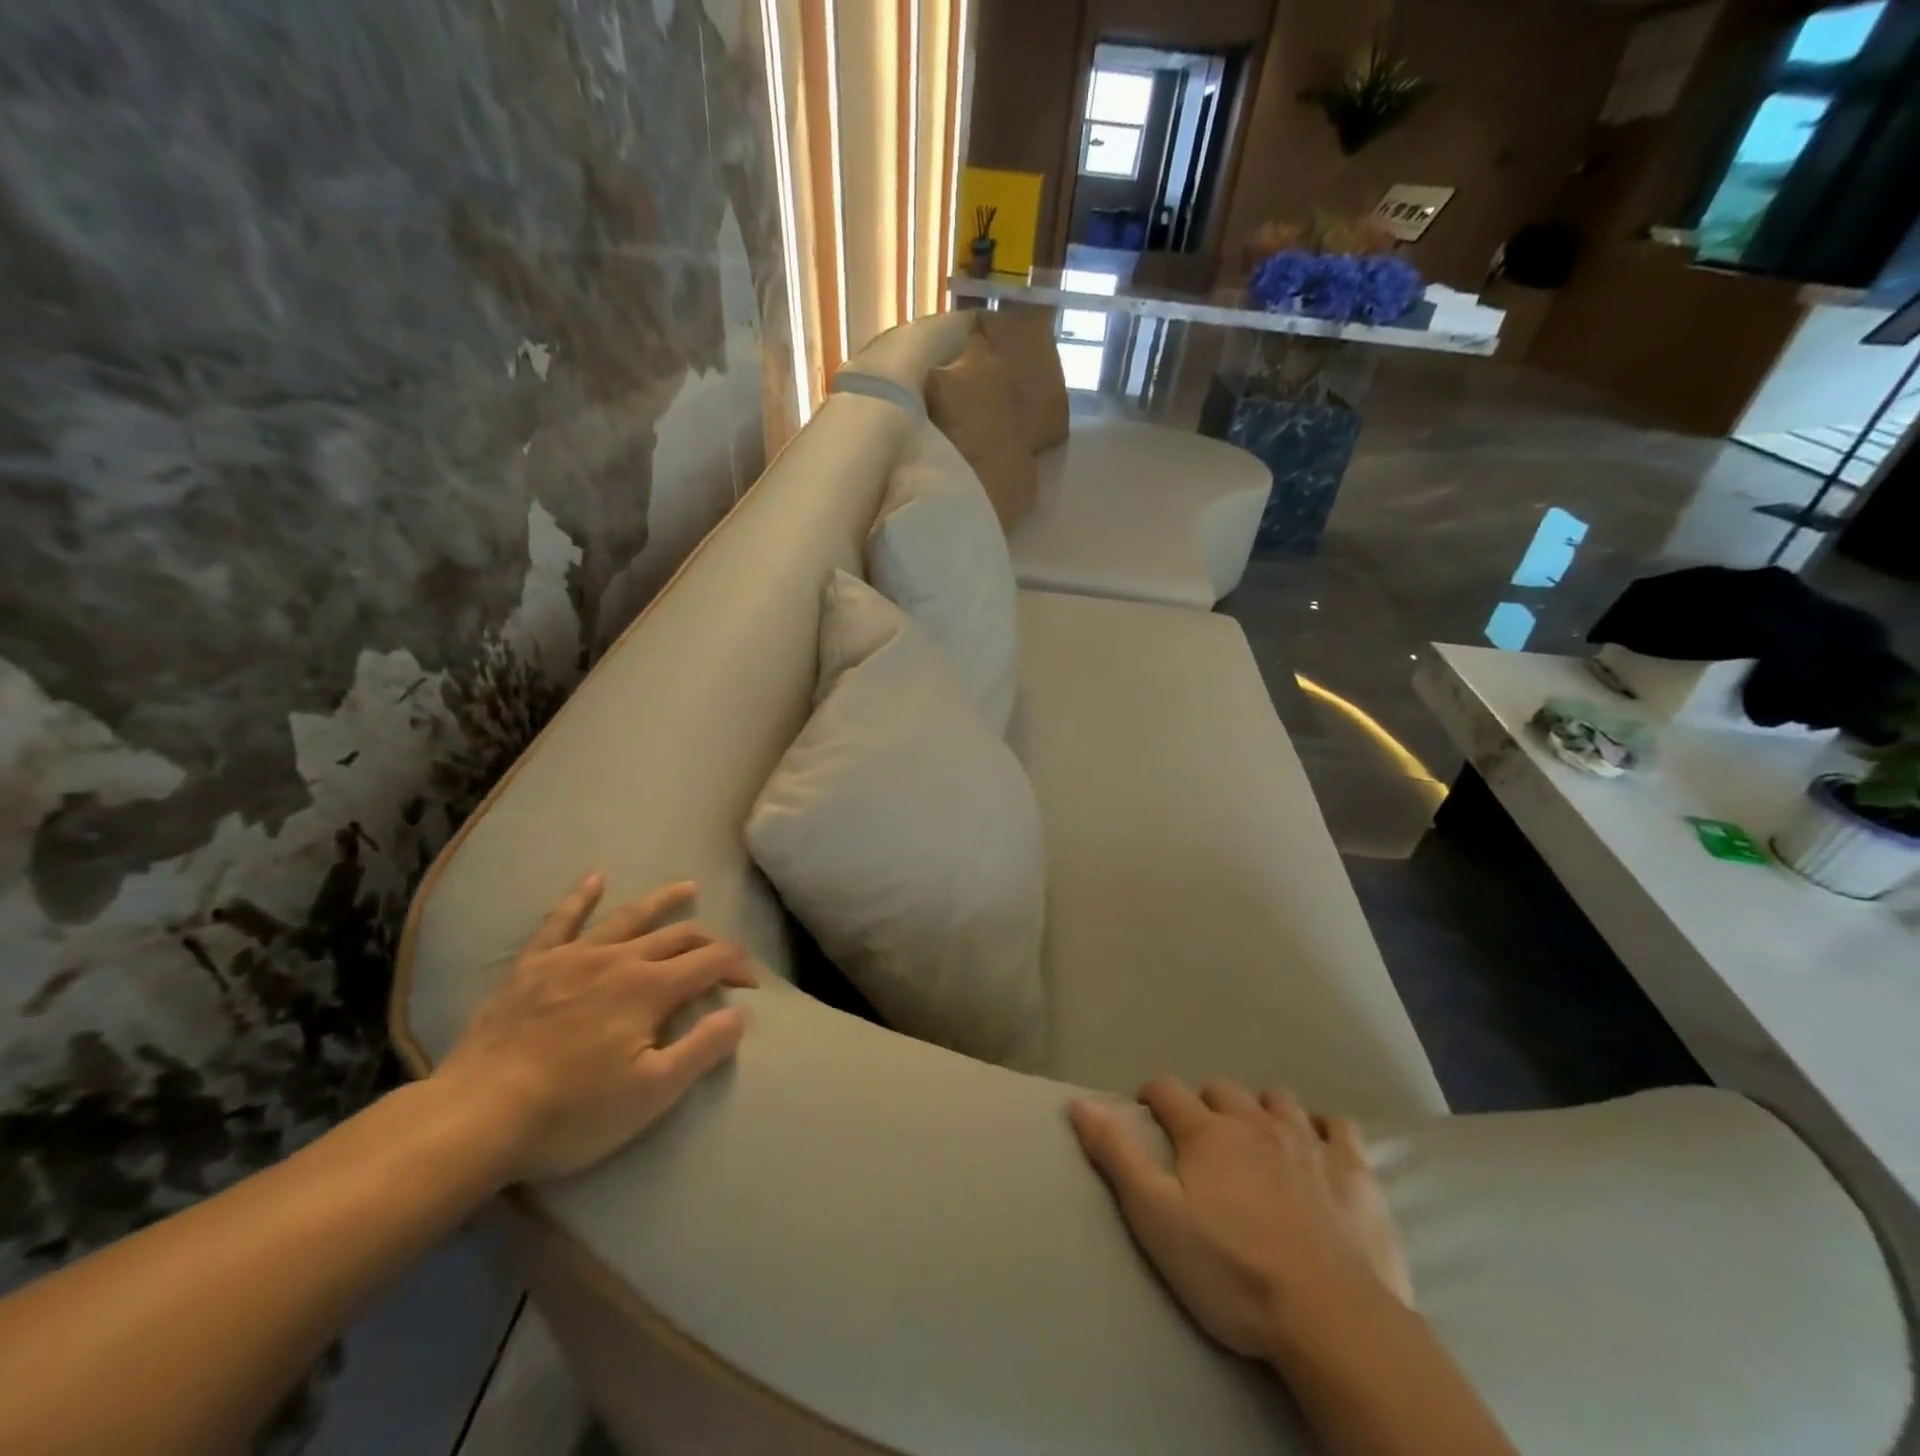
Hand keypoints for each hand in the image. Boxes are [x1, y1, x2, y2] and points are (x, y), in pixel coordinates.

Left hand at [434, 873, 758, 1182]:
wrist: (475, 1118)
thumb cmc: (572, 1112)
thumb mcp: (652, 1093)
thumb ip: (702, 1048)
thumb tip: (739, 1014)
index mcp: (650, 988)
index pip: (710, 962)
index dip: (737, 967)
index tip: (750, 986)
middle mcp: (618, 959)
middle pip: (677, 936)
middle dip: (709, 941)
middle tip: (724, 956)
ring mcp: (573, 957)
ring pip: (629, 917)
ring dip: (663, 900)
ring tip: (687, 887)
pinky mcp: (533, 966)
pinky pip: (561, 921)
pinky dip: (581, 897)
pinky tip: (596, 879)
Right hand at [1070, 1078, 1411, 1360]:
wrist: (1333, 1321)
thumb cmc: (1233, 1273)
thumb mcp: (1157, 1219)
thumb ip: (1117, 1156)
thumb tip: (1079, 1101)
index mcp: (1206, 1132)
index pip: (1167, 1089)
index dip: (1152, 1095)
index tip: (1147, 1112)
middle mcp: (1254, 1122)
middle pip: (1222, 1090)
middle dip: (1206, 1104)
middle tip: (1201, 1139)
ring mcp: (1308, 1141)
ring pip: (1278, 1100)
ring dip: (1262, 1110)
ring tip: (1258, 1140)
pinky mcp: (1353, 1170)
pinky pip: (1338, 1126)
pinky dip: (1323, 1128)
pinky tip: (1319, 1147)